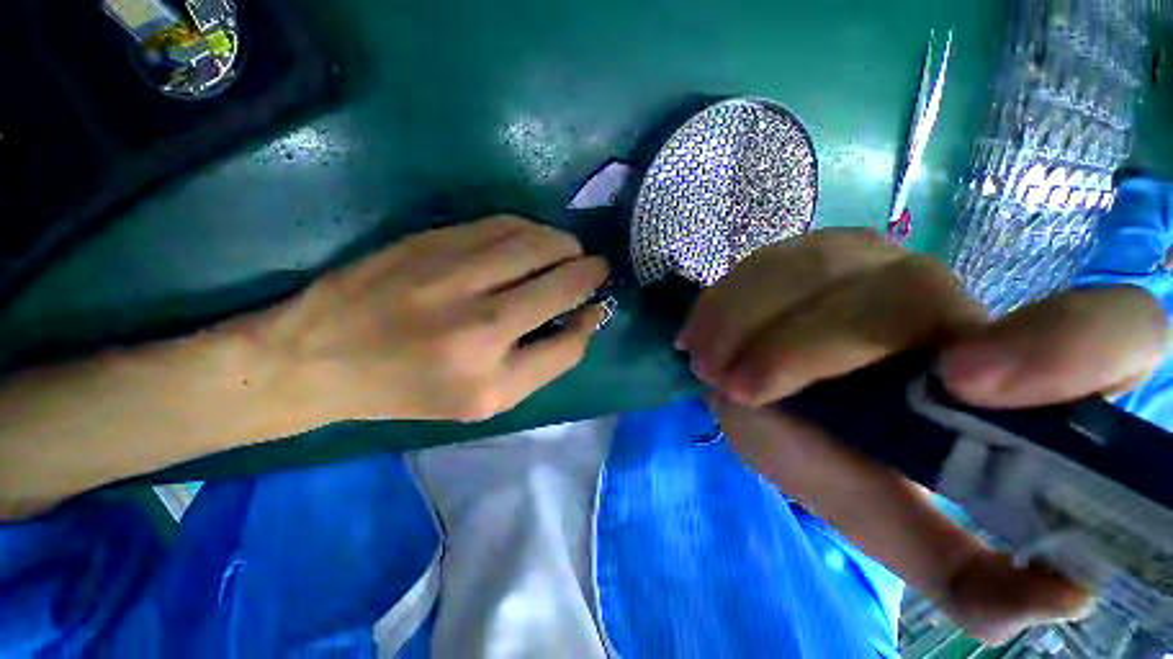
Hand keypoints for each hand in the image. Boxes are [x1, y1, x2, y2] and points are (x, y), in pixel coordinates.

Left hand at [251, 216, 608, 421]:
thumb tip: (583, 317)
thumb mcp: (484, 400)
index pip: (568, 344)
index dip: (591, 319)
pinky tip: (535, 239)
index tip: (597, 305)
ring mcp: (452, 275)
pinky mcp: (431, 241)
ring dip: (564, 245)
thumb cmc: (410, 389)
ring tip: (570, 252)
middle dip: (589, 271)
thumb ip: (542, 362)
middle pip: (560, 283)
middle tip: (595, 268)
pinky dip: (531, 229)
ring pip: (536, 244)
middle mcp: (477, 326)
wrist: (320, 356)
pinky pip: (502, 224)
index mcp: (489, 380)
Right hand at [677, 228, 1166, 642]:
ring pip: (812, 272)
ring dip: (747, 324)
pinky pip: (761, 266)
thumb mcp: (893, 523)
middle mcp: (945, 297)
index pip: (1112, 328)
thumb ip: (968, 574)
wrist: (771, 393)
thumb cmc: (837, 460)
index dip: (1063, 347)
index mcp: (1007, 372)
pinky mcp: (802, 253)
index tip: (964, 382)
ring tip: (710, 367)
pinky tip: (701, 338)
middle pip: (900, 298)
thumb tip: (1065, 594)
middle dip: (807, 349)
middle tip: (740, 390)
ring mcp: (865, 261)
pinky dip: (723, 305)